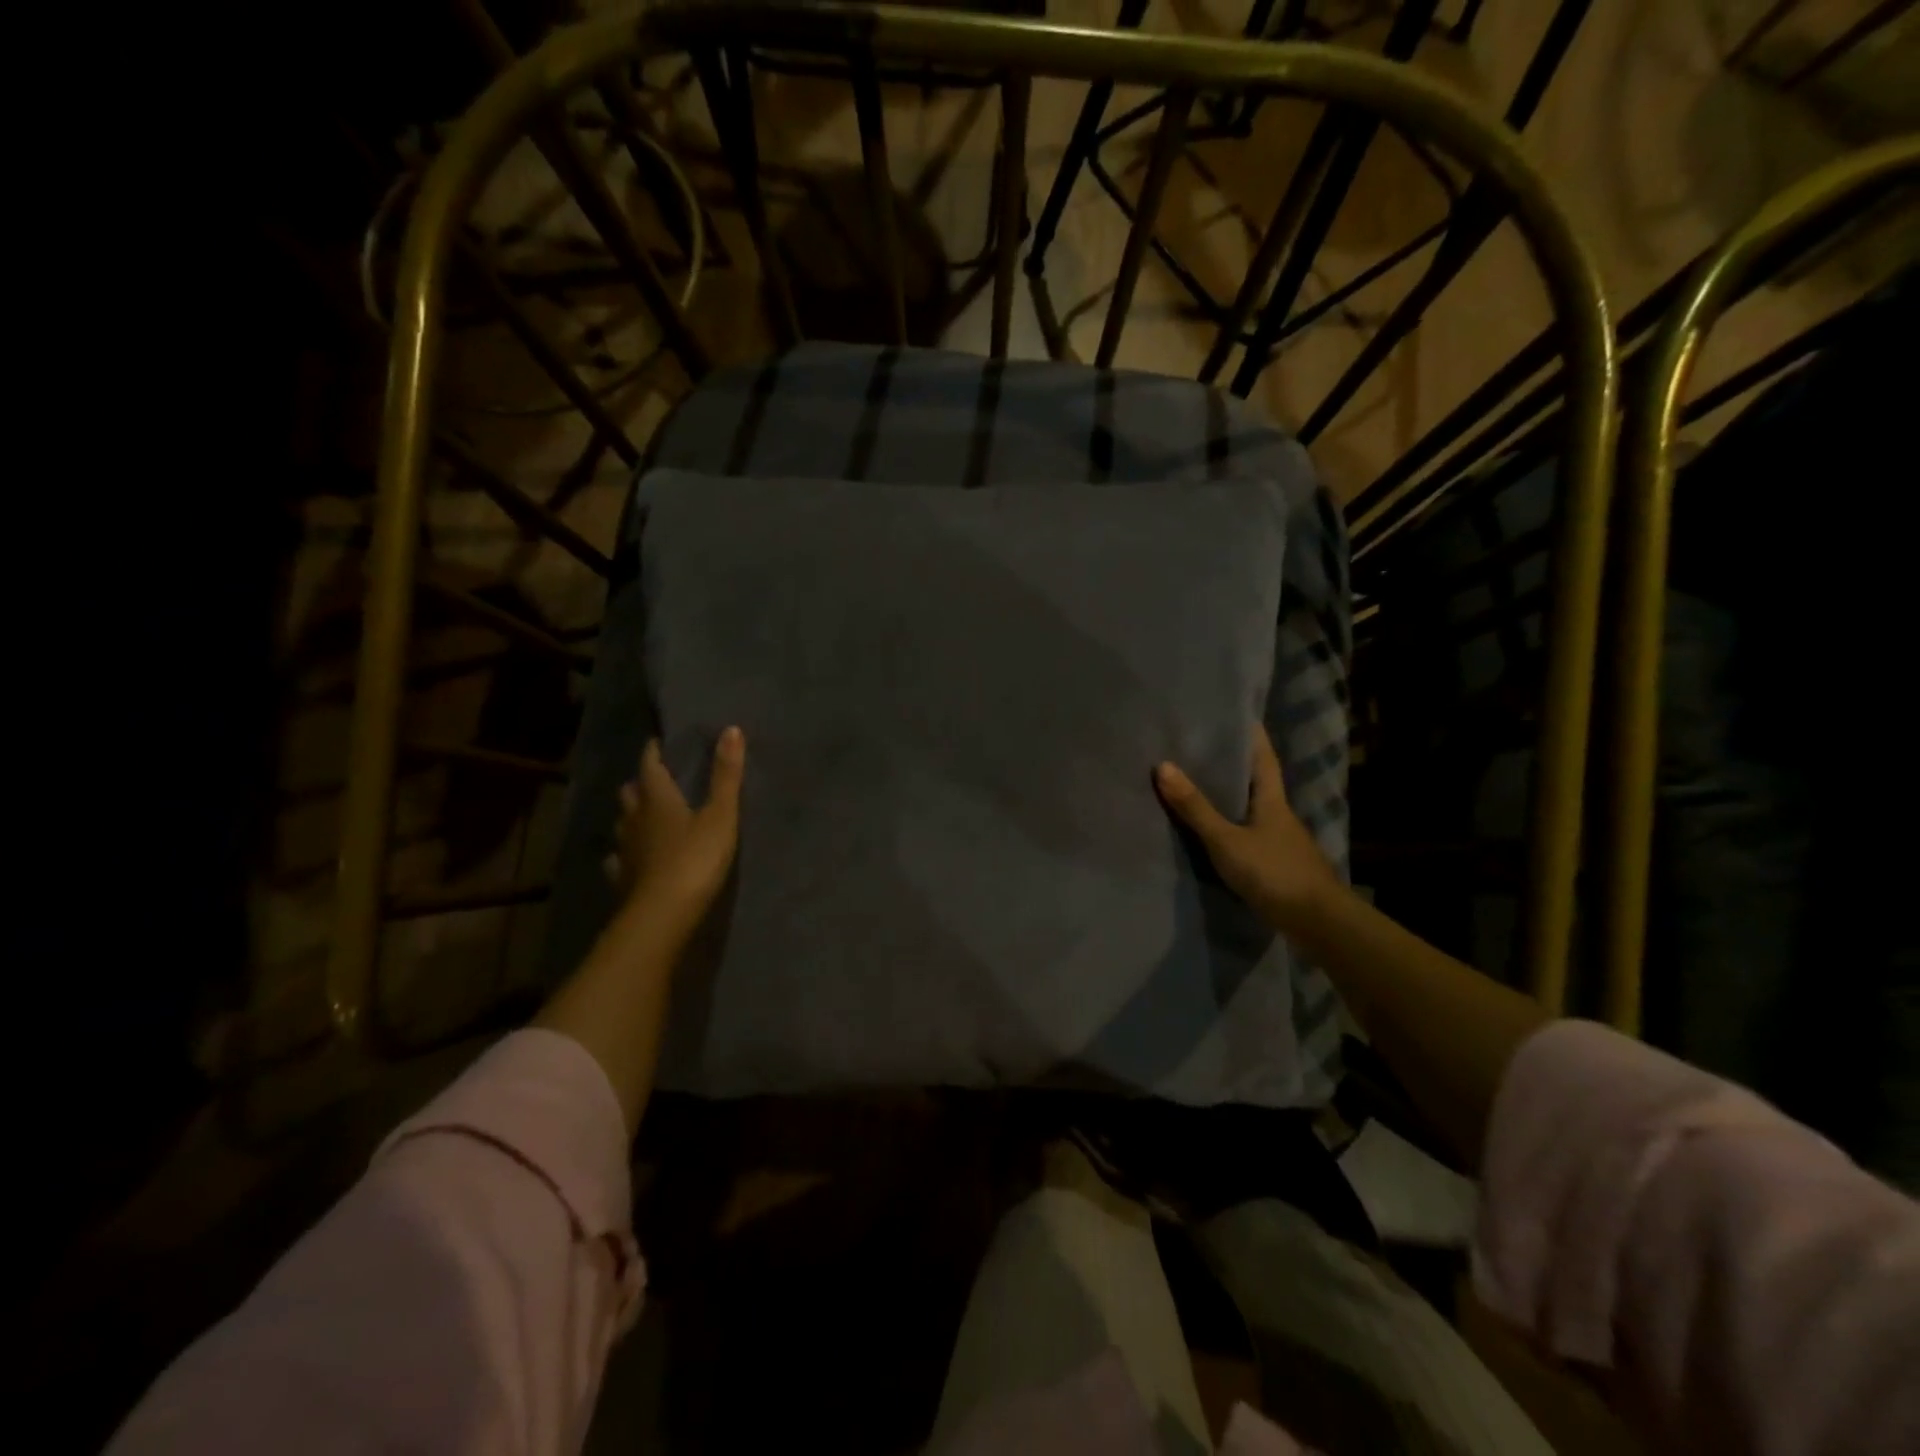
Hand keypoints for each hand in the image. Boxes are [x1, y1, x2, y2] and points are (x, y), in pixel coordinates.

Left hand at [604, 727, 745, 943]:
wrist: (663, 914)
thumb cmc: (695, 859)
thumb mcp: (720, 815)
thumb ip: (726, 775)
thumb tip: (731, 729)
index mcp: (657, 799)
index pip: (650, 767)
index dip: (653, 753)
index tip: (657, 742)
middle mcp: (635, 819)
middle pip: (630, 793)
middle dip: (640, 783)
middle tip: (653, 779)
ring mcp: (625, 850)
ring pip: (622, 824)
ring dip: (631, 815)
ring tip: (643, 814)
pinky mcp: (623, 878)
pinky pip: (619, 858)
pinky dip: (624, 852)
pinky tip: (628, 857)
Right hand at [1154, 723, 1341, 935]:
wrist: (1319, 924)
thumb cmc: (1274, 872)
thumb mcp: (1227, 840)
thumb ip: (1195, 808)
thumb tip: (1163, 765)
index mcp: (1273, 800)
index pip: (1264, 758)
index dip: (1253, 735)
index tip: (1239, 714)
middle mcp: (1281, 815)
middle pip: (1259, 782)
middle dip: (1236, 765)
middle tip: (1205, 747)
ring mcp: (1283, 842)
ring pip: (1254, 810)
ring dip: (1233, 798)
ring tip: (1202, 786)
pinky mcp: (1280, 866)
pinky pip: (1252, 835)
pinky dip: (1234, 827)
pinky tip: (1217, 832)